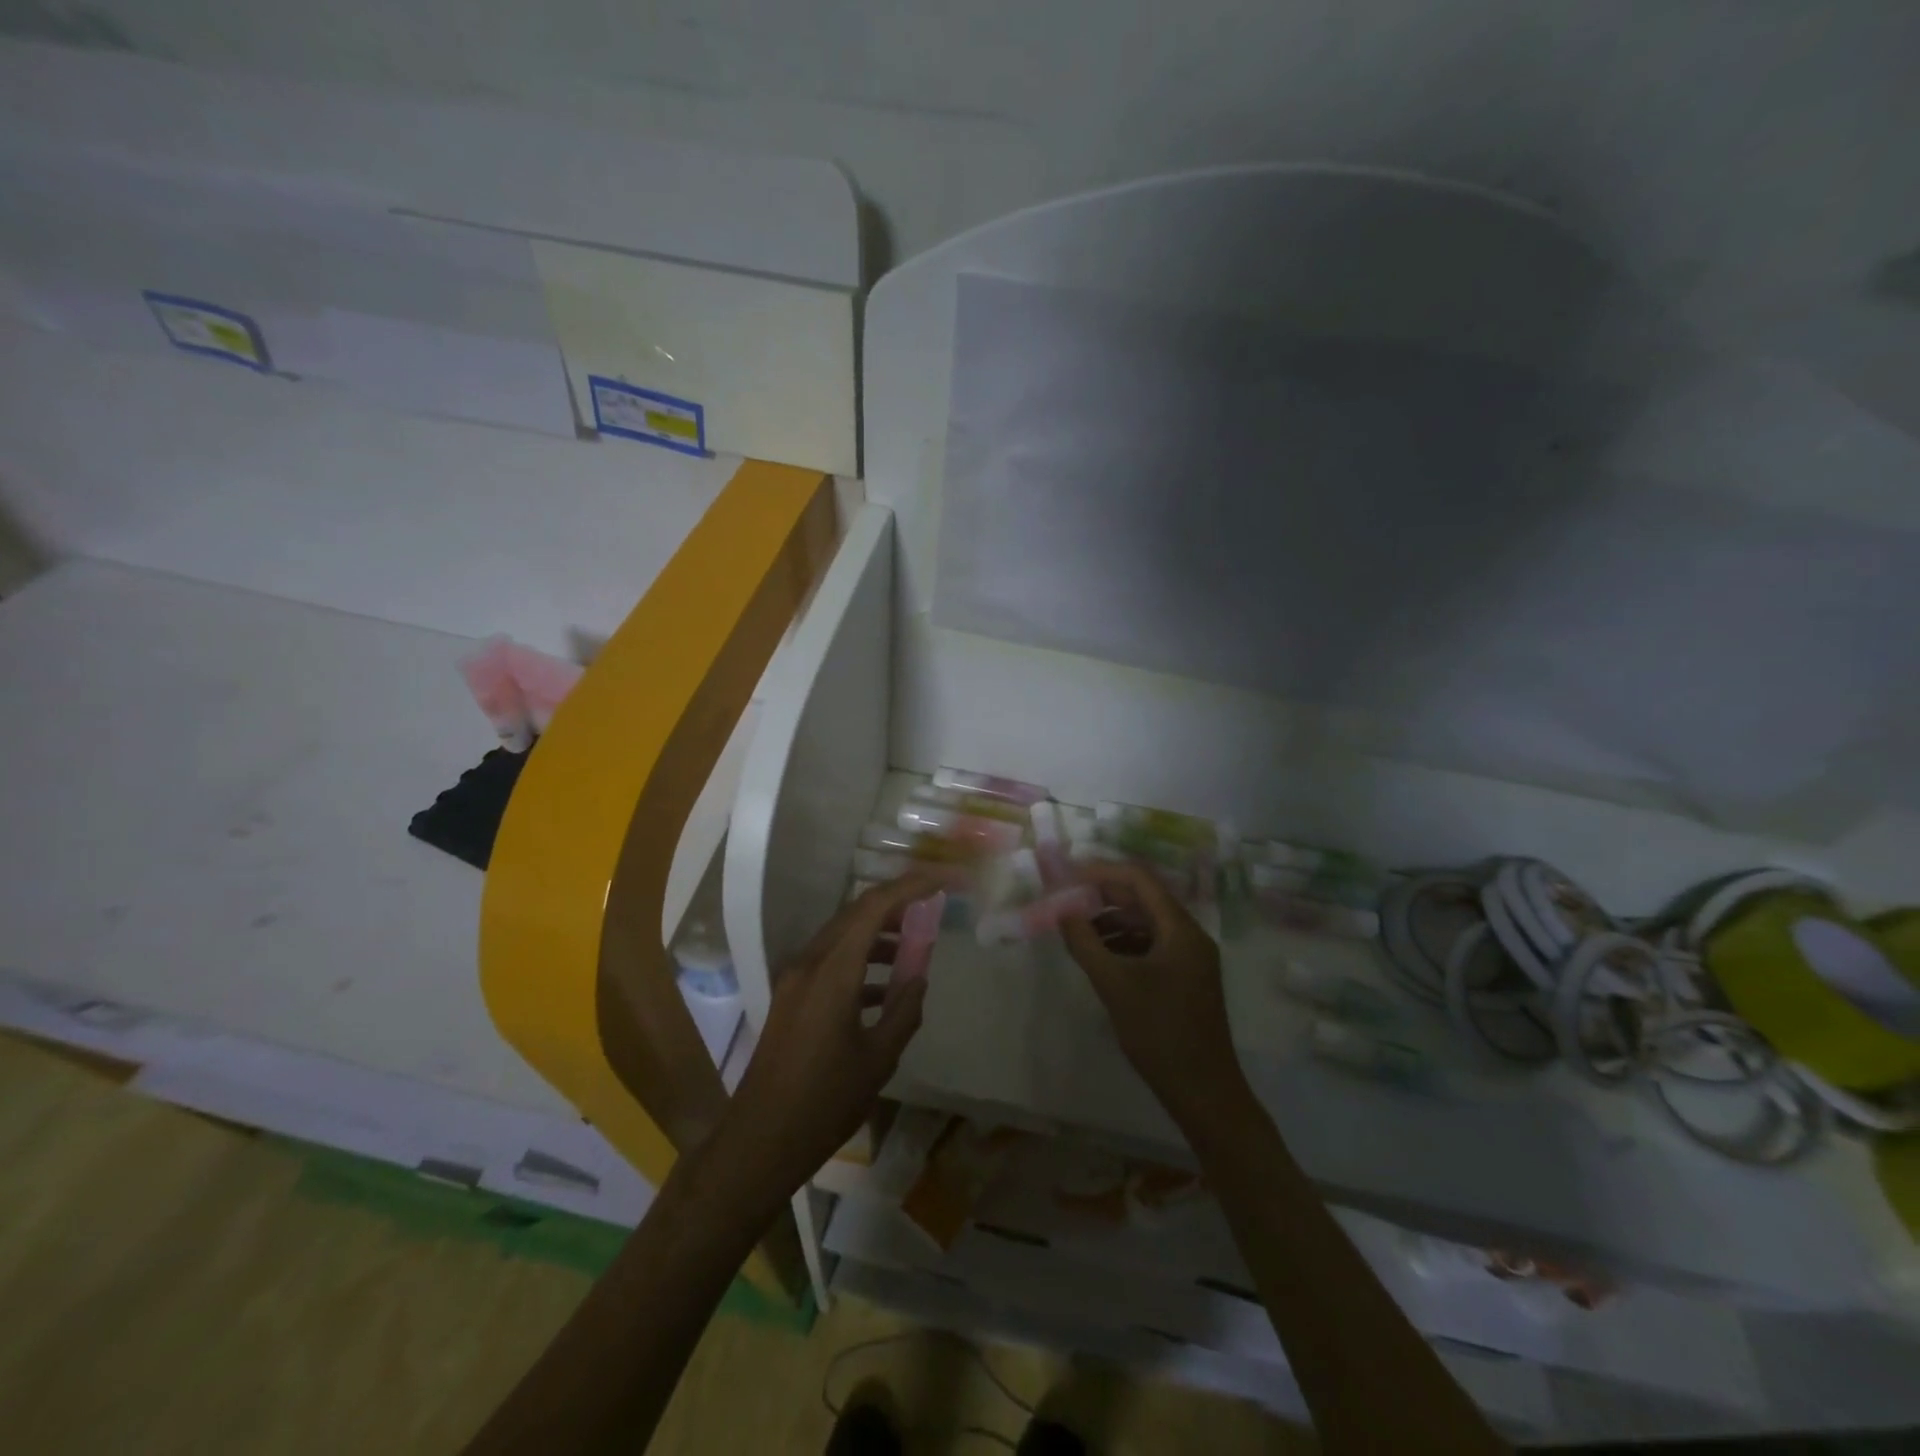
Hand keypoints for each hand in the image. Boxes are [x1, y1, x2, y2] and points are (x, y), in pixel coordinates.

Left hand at [721, 871, 945, 1196]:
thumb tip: (919, 978)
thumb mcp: (878, 1059)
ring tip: (915, 948)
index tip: (942, 882)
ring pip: (843, 936)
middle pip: (856, 914)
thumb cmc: (824, 1102)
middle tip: (932, 908)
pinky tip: (885, 989)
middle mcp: (810, 963)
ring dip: (878, 934)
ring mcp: (795, 979)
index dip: (910, 887)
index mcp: (832, 971)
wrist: (760, 1141)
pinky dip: (861, 961)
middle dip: (896, 905)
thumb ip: (904, 1011)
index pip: (874, 907)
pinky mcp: (791, 998)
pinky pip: (831, 961)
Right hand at [1062, 861, 1251, 1130]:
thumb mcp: (1115, 984)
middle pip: (1144, 899)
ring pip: (1146, 923)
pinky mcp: (1185, 979)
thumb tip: (1062, 911)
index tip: (1069, 877)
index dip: (1102, 872)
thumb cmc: (1160, 1032)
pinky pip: (1151, 946)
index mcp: (1180, 929)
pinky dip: (1124, 943)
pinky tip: (1100, 956)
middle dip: (1104, 896)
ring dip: (1112, 921)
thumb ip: (1085, 943)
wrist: (1204, 1091)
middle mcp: (1189, 935)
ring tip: (1077, 930)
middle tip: (1067, 900)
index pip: (1139, 880)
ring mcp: (1190, 958)